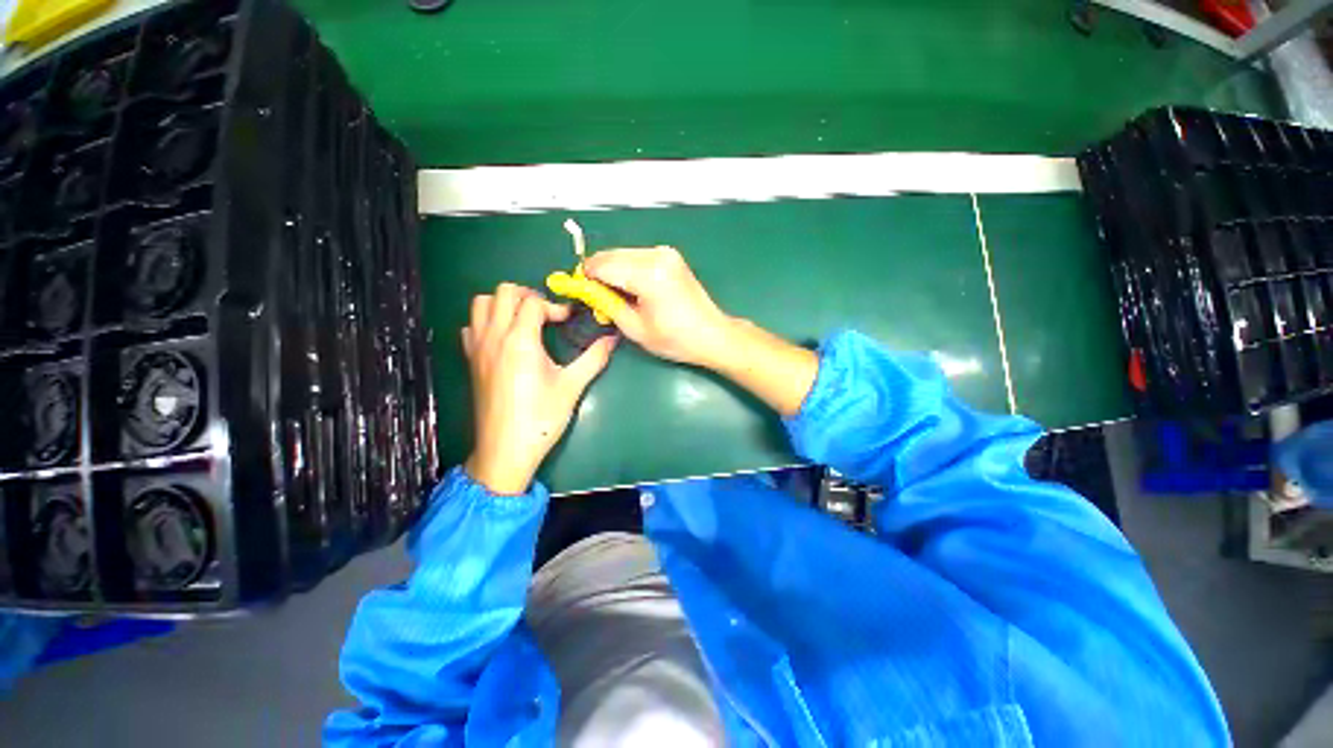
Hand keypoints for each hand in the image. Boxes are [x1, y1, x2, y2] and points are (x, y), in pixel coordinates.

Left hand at [462, 283, 615, 494]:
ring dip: (504, 304)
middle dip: (528, 296)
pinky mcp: (471, 360)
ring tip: (525, 320)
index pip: (533, 302)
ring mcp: (477, 348)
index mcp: (520, 340)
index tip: (568, 321)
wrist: (506, 449)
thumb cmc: (541, 417)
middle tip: (547, 314)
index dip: (555, 307)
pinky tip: (504, 339)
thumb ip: (594, 358)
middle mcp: (494, 336)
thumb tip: (613, 339)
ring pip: (482, 303)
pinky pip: (471, 326)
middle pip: (504, 292)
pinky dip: (486, 321)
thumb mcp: (572, 386)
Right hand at [583, 247, 733, 367]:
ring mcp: (665, 252)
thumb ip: (607, 305)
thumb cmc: (675, 339)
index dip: (586, 278)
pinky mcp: (670, 255)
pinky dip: (627, 268)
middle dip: (599, 273)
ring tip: (617, 296)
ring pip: (623, 254)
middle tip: (598, 297)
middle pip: (611, 255)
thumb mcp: (635, 328)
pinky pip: (637, 256)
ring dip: (613, 270)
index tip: (580, 292)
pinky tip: (632, 288)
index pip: (602, 266)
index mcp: (647, 274)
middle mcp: (656, 255)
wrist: (712, 334)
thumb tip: (588, 291)